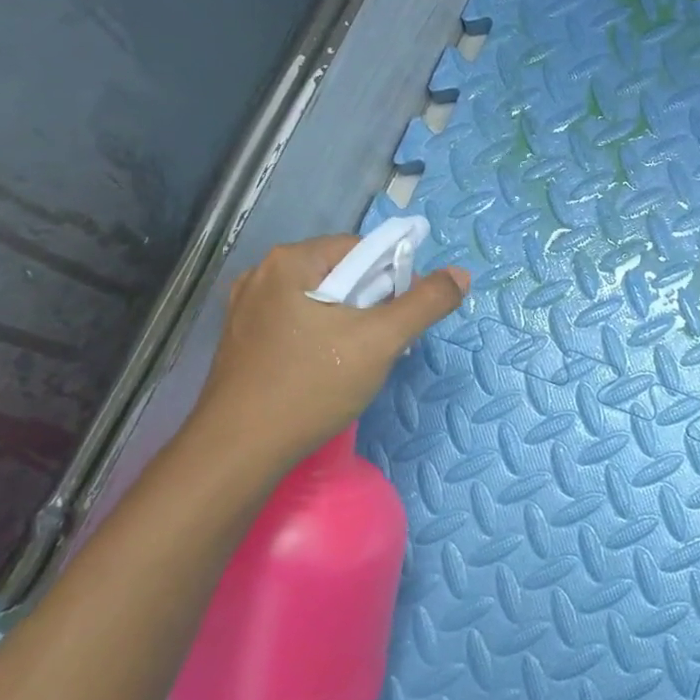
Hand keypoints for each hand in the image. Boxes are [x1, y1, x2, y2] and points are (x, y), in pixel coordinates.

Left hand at [180, 234, 469, 481]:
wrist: (239, 450)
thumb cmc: (311, 386)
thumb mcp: (380, 341)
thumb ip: (425, 303)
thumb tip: (460, 274)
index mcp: (290, 261)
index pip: (361, 249)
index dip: (392, 278)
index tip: (404, 317)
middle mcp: (262, 274)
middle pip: (339, 274)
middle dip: (370, 305)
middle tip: (382, 345)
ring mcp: (245, 309)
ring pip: (317, 302)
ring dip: (347, 324)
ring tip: (356, 363)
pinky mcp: (241, 341)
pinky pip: (295, 325)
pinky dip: (319, 340)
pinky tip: (324, 372)